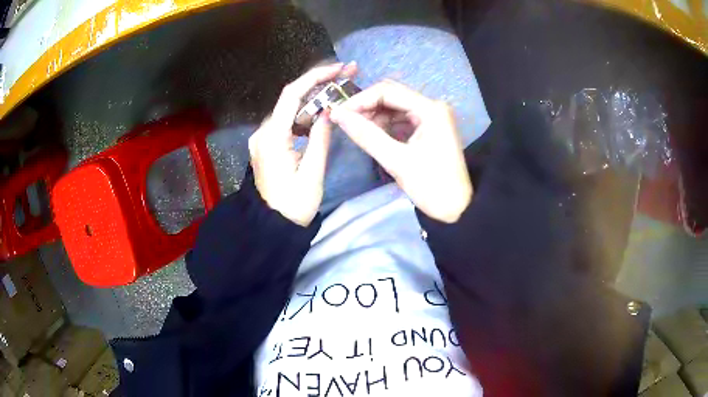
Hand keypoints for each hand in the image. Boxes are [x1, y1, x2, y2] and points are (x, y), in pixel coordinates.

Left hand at [249, 62, 356, 225]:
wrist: (271, 226)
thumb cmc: (293, 205)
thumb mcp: (312, 173)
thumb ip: (321, 137)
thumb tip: (330, 110)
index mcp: (272, 137)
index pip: (291, 94)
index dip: (315, 76)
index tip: (339, 69)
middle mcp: (263, 132)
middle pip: (290, 98)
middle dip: (318, 83)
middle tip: (347, 74)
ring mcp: (263, 138)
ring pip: (289, 109)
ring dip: (314, 98)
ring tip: (340, 90)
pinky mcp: (267, 145)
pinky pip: (287, 122)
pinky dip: (305, 114)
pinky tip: (322, 113)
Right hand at [330, 80, 471, 222]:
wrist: (457, 210)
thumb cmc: (431, 186)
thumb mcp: (396, 161)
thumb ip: (366, 135)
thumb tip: (337, 114)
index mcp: (430, 109)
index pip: (387, 91)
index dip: (360, 100)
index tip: (339, 114)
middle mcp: (432, 106)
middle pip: (391, 95)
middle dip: (366, 106)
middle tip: (345, 121)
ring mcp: (431, 117)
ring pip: (395, 107)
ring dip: (375, 116)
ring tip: (357, 131)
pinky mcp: (429, 129)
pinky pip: (401, 119)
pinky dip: (385, 125)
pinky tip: (373, 135)